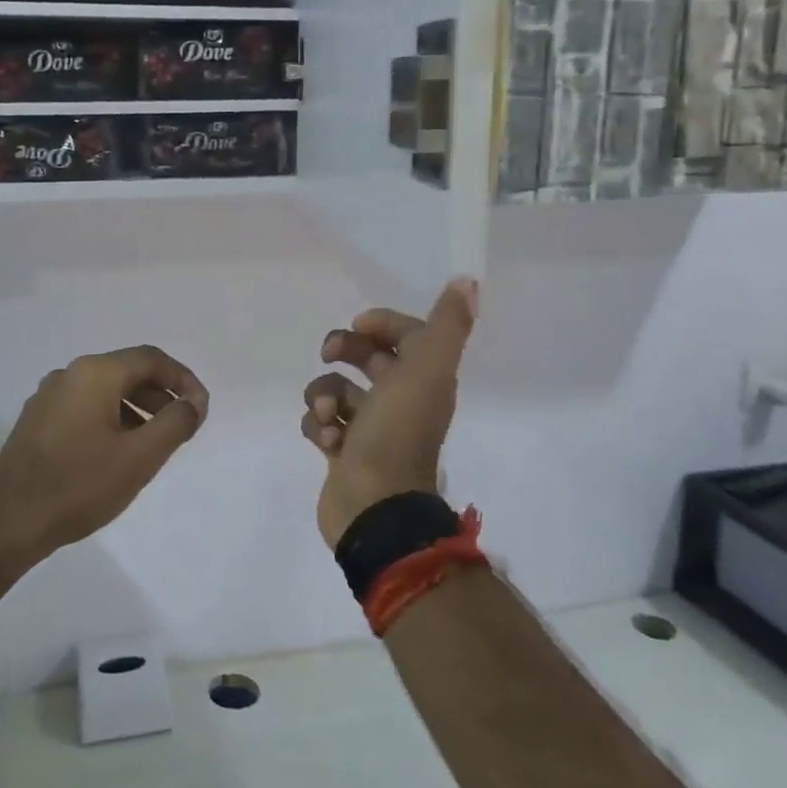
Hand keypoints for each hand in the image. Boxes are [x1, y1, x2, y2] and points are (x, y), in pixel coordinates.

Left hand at [0, 346, 209, 565]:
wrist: (6, 522)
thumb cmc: (79, 485)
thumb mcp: (139, 457)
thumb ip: (175, 423)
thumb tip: (194, 402)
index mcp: (95, 373)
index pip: (151, 359)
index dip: (183, 379)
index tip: (200, 408)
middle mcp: (69, 374)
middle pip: (127, 371)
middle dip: (160, 394)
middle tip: (182, 425)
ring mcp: (48, 396)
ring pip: (105, 390)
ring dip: (137, 408)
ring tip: (154, 442)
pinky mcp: (36, 420)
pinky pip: (85, 406)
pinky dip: (111, 418)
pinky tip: (117, 451)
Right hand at [300, 278, 477, 549]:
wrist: (374, 507)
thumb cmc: (397, 434)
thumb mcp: (426, 371)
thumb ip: (446, 326)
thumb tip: (468, 281)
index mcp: (423, 380)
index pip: (406, 335)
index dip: (382, 323)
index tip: (359, 326)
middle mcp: (399, 401)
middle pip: (367, 358)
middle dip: (344, 350)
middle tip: (330, 355)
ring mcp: (369, 429)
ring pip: (336, 390)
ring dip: (324, 395)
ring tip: (330, 417)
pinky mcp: (342, 452)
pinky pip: (320, 423)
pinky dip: (318, 427)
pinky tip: (328, 442)